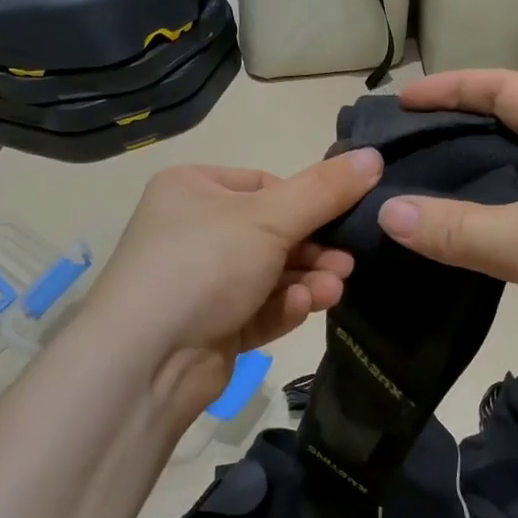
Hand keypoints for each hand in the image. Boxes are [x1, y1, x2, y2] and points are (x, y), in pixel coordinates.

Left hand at [84, 149, 384, 423]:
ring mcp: (200, 282)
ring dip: (306, 280)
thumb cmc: (203, 265)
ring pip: (269, 274)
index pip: (264, 185)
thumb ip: (324, 190)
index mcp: (193, 189)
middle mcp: (193, 230)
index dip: (306, 202)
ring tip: (333, 290)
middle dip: (313, 250)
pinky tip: (300, 308)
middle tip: (347, 264)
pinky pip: (257, 308)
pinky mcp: (211, 326)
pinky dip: (282, 307)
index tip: (342, 218)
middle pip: (271, 232)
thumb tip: (373, 156)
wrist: (144, 361)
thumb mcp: (269, 218)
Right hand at [374, 71, 517, 418]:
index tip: (400, 103)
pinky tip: (429, 244)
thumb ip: (457, 227)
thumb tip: (384, 211)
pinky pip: (502, 229)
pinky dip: (465, 231)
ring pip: (496, 187)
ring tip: (393, 197)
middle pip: (495, 134)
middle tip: (384, 157)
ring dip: (450, 189)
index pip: (502, 89)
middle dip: (442, 138)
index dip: (450, 87)